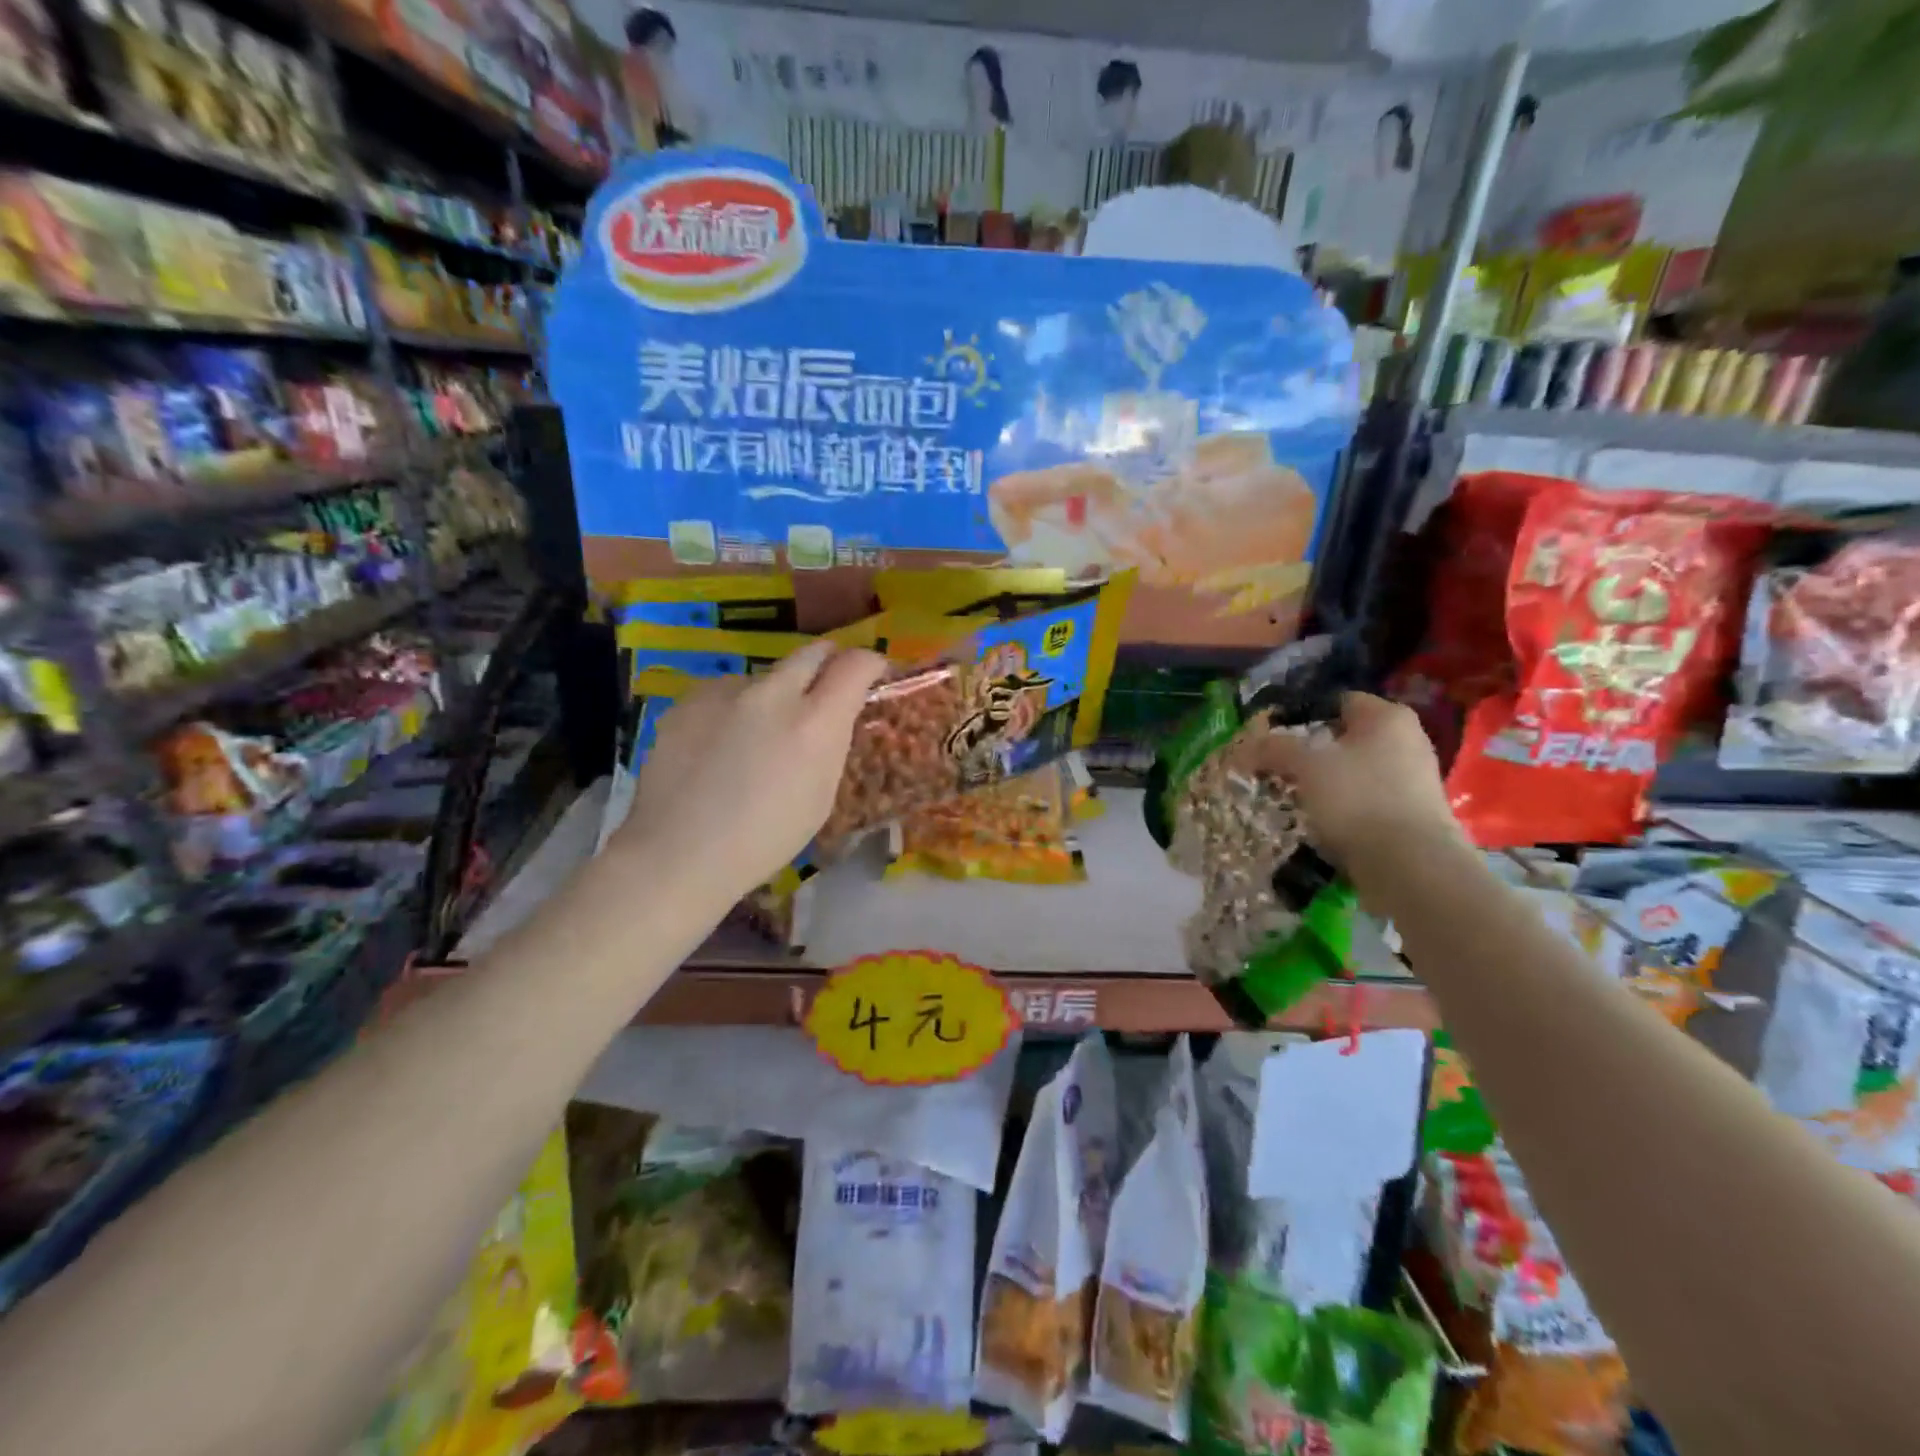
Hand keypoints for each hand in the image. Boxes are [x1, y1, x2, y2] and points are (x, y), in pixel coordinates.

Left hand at [622, 642, 887, 904]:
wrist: (678, 853)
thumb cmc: (763, 840)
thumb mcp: (820, 797)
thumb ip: (830, 744)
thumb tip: (831, 718)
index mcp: (815, 722)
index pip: (856, 665)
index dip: (869, 665)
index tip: (871, 676)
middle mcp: (773, 694)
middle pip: (812, 653)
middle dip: (827, 664)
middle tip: (824, 691)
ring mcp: (726, 692)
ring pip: (764, 676)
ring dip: (773, 695)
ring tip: (756, 736)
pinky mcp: (689, 699)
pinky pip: (725, 693)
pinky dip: (733, 710)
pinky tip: (717, 747)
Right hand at [1255, 692, 1463, 870]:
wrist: (1410, 864)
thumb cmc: (1357, 798)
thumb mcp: (1305, 766)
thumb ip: (1274, 749)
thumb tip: (1245, 748)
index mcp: (1387, 716)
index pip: (1337, 702)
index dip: (1301, 716)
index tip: (1274, 738)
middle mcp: (1408, 740)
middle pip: (1345, 738)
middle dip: (1311, 752)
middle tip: (1279, 769)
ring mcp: (1415, 778)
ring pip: (1355, 770)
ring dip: (1325, 782)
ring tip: (1295, 798)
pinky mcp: (1414, 813)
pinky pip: (1368, 799)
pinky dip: (1344, 807)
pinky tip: (1323, 822)